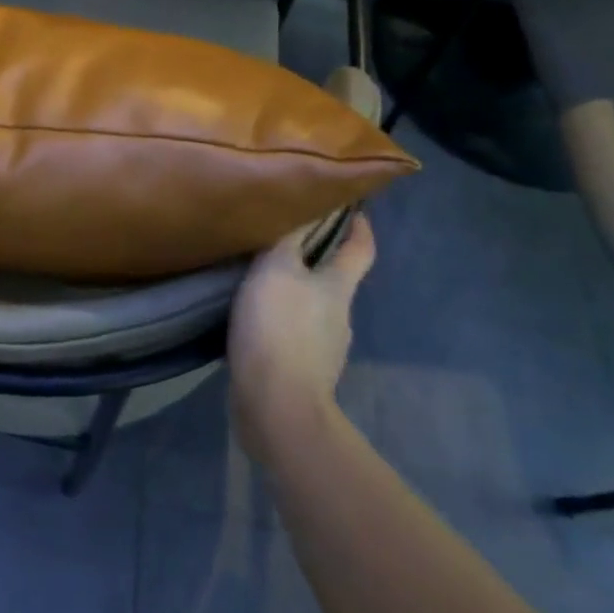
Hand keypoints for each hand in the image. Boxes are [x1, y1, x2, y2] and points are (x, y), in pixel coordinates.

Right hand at [227, 213, 375, 467]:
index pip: (360, 249)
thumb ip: (287, 239)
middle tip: (280, 239)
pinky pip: (292, 334)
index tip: (351, 206)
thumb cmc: (278, 327)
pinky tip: (253, 320)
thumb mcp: (275, 269)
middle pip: (333, 278)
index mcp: (338, 288)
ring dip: (291, 292)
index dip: (359, 226)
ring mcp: (323, 348)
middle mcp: (339, 315)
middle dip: (314, 258)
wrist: (276, 405)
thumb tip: (304, 208)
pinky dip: (278, 322)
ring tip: (257, 280)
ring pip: (310, 307)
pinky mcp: (302, 372)